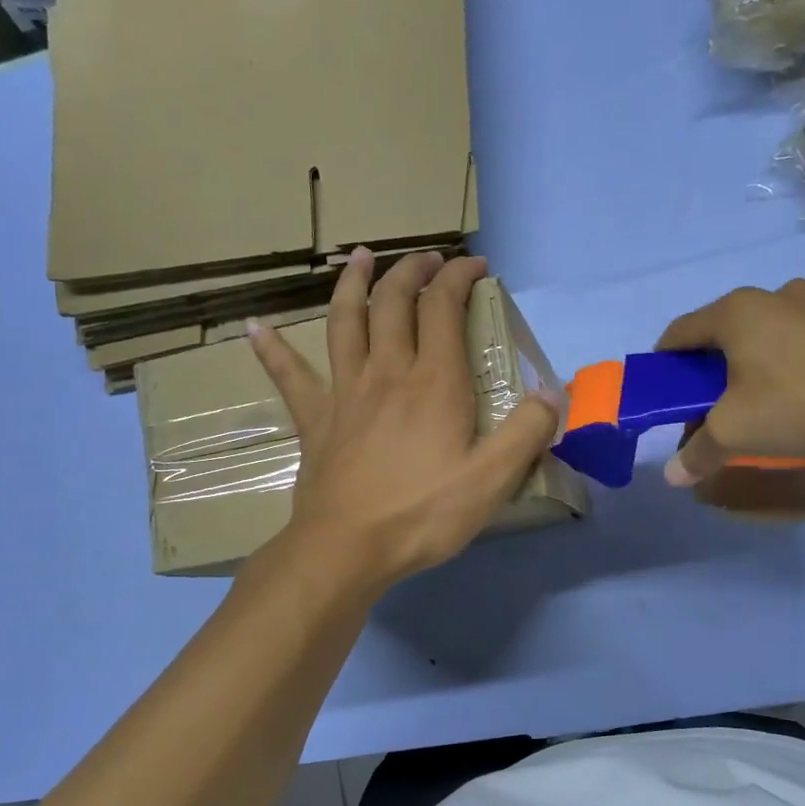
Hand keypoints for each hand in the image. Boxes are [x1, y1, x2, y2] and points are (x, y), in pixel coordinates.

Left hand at [248, 251, 558, 591]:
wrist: (348, 548)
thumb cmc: (423, 514)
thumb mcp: (492, 480)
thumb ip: (527, 432)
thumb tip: (550, 392)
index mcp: (434, 383)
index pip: (444, 308)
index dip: (459, 278)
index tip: (476, 268)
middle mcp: (388, 373)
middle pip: (395, 303)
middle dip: (413, 271)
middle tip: (428, 259)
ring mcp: (345, 393)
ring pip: (345, 322)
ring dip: (353, 284)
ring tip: (360, 257)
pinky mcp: (315, 420)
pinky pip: (290, 377)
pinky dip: (272, 350)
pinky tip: (254, 328)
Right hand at [655, 279, 804, 493]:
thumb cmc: (798, 401)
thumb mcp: (736, 433)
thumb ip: (699, 453)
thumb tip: (672, 477)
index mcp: (736, 312)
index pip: (681, 331)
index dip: (665, 360)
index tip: (664, 387)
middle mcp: (774, 294)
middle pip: (726, 330)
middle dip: (713, 366)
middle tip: (714, 401)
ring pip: (770, 331)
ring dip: (756, 360)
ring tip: (766, 398)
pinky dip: (795, 358)